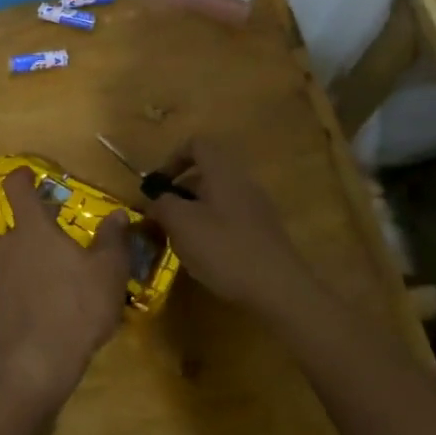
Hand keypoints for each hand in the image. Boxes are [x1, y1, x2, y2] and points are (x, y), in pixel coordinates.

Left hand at [0, 168, 129, 411]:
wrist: (28, 370)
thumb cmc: (74, 310)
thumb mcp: (108, 274)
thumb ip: (113, 240)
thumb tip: (118, 214)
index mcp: (32, 228)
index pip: (18, 188)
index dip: (22, 177)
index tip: (27, 175)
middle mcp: (2, 245)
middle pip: (14, 231)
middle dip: (31, 238)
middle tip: (55, 256)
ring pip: (3, 263)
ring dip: (19, 269)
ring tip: (43, 291)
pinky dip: (9, 298)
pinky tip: (27, 318)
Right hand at [143, 137, 309, 313]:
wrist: (279, 289)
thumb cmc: (224, 248)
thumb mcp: (181, 224)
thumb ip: (162, 204)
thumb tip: (155, 199)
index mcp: (223, 172)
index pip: (197, 145)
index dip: (172, 158)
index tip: (157, 185)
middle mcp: (243, 182)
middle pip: (206, 173)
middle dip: (180, 192)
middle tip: (162, 217)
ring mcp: (257, 208)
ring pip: (218, 199)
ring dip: (195, 213)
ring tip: (180, 241)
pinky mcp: (265, 233)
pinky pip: (232, 219)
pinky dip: (213, 229)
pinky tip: (206, 257)